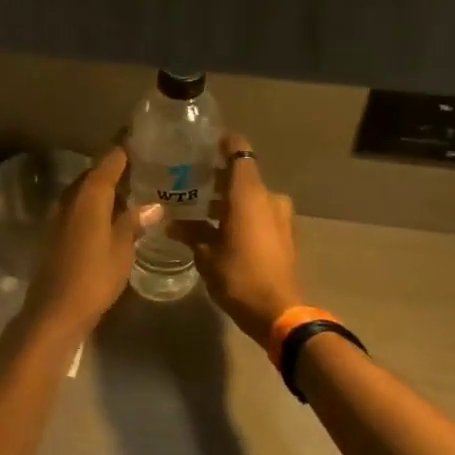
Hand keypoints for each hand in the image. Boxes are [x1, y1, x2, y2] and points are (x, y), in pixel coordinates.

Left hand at [22, 146, 142, 339]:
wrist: (56, 309)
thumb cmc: (94, 277)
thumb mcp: (122, 250)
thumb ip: (134, 223)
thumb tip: (154, 206)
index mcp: (90, 195)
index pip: (110, 159)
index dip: (127, 147)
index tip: (146, 138)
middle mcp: (71, 197)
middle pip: (96, 173)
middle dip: (118, 167)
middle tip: (147, 165)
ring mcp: (60, 215)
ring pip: (87, 191)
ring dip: (107, 187)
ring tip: (136, 188)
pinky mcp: (57, 232)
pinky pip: (80, 208)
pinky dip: (98, 205)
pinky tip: (115, 214)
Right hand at [168, 133, 301, 346]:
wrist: (277, 311)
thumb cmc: (239, 277)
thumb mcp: (206, 256)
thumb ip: (190, 234)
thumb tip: (171, 224)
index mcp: (249, 194)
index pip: (239, 152)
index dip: (224, 144)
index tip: (204, 143)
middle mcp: (268, 198)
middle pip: (243, 177)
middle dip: (219, 179)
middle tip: (192, 182)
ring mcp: (280, 217)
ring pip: (250, 199)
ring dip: (229, 202)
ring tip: (201, 211)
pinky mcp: (284, 235)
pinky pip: (259, 216)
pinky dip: (241, 217)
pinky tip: (220, 230)